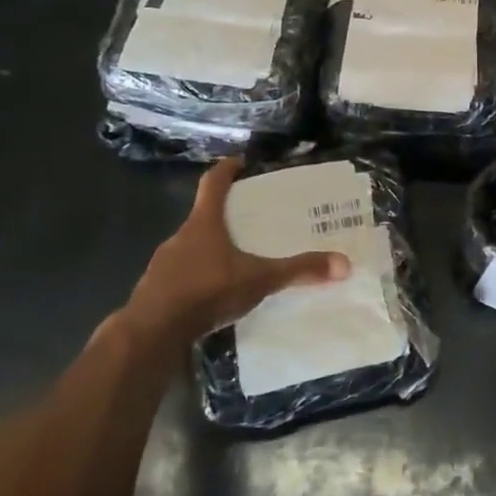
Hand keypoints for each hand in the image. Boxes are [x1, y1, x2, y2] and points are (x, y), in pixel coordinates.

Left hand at [124, 158, 350, 347]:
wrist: (152, 333)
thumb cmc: (206, 291)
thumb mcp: (259, 280)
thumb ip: (298, 271)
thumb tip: (344, 264)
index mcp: (204, 223)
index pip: (213, 183)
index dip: (227, 169)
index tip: (240, 161)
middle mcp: (181, 237)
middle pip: (203, 217)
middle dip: (226, 217)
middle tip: (251, 221)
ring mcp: (163, 264)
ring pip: (191, 248)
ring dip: (211, 250)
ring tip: (237, 262)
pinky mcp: (156, 290)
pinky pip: (181, 275)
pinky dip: (198, 278)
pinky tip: (214, 296)